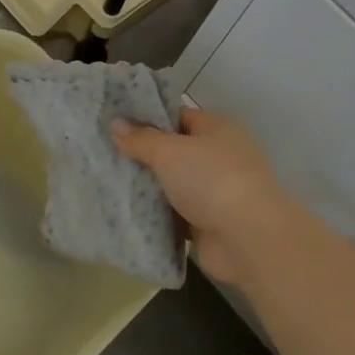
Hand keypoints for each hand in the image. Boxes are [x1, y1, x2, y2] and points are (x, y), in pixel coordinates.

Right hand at [112, 108, 302, 290]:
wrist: (248, 238)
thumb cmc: (210, 180)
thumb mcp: (169, 151)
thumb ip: (141, 138)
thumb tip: (116, 124)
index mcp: (217, 129)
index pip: (178, 116)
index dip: (148, 118)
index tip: (116, 124)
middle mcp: (219, 156)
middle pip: (174, 151)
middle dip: (144, 155)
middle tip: (106, 154)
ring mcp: (216, 191)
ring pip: (173, 184)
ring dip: (149, 187)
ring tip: (109, 181)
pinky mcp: (209, 222)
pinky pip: (176, 213)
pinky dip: (157, 214)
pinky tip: (127, 211)